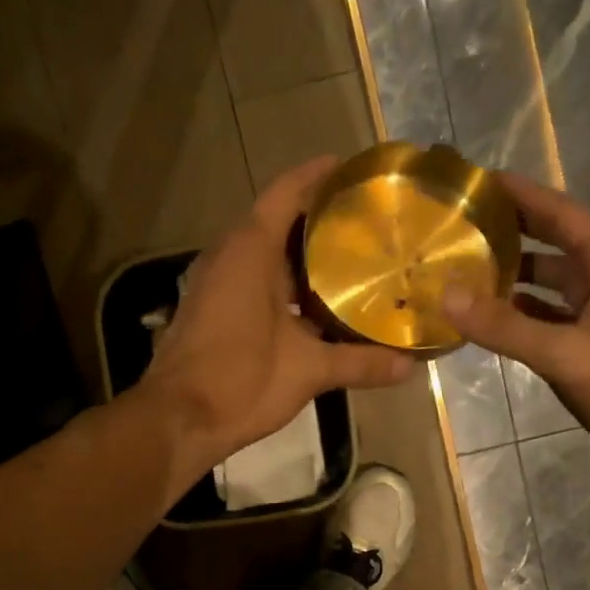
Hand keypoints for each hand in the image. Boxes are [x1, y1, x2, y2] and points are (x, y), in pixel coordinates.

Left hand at [139, 156, 414, 475]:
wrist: (178, 420)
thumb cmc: (240, 380)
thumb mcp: (307, 370)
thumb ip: (360, 363)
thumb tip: (411, 366)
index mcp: (251, 250)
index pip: (287, 192)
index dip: (320, 175)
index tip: (357, 169)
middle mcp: (230, 256)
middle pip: (280, 222)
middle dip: (322, 220)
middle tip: (370, 223)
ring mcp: (218, 283)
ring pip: (268, 256)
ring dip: (306, 257)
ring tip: (354, 260)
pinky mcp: (215, 310)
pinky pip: (257, 281)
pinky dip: (288, 285)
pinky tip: (319, 305)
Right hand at [441, 172, 589, 494]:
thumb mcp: (564, 354)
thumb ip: (505, 326)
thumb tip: (446, 295)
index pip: (561, 214)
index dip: (523, 195)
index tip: (479, 181)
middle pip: (553, 245)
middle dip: (510, 233)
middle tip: (459, 227)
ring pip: (548, 285)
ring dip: (511, 277)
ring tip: (462, 270)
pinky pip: (548, 318)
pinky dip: (519, 315)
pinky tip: (487, 319)